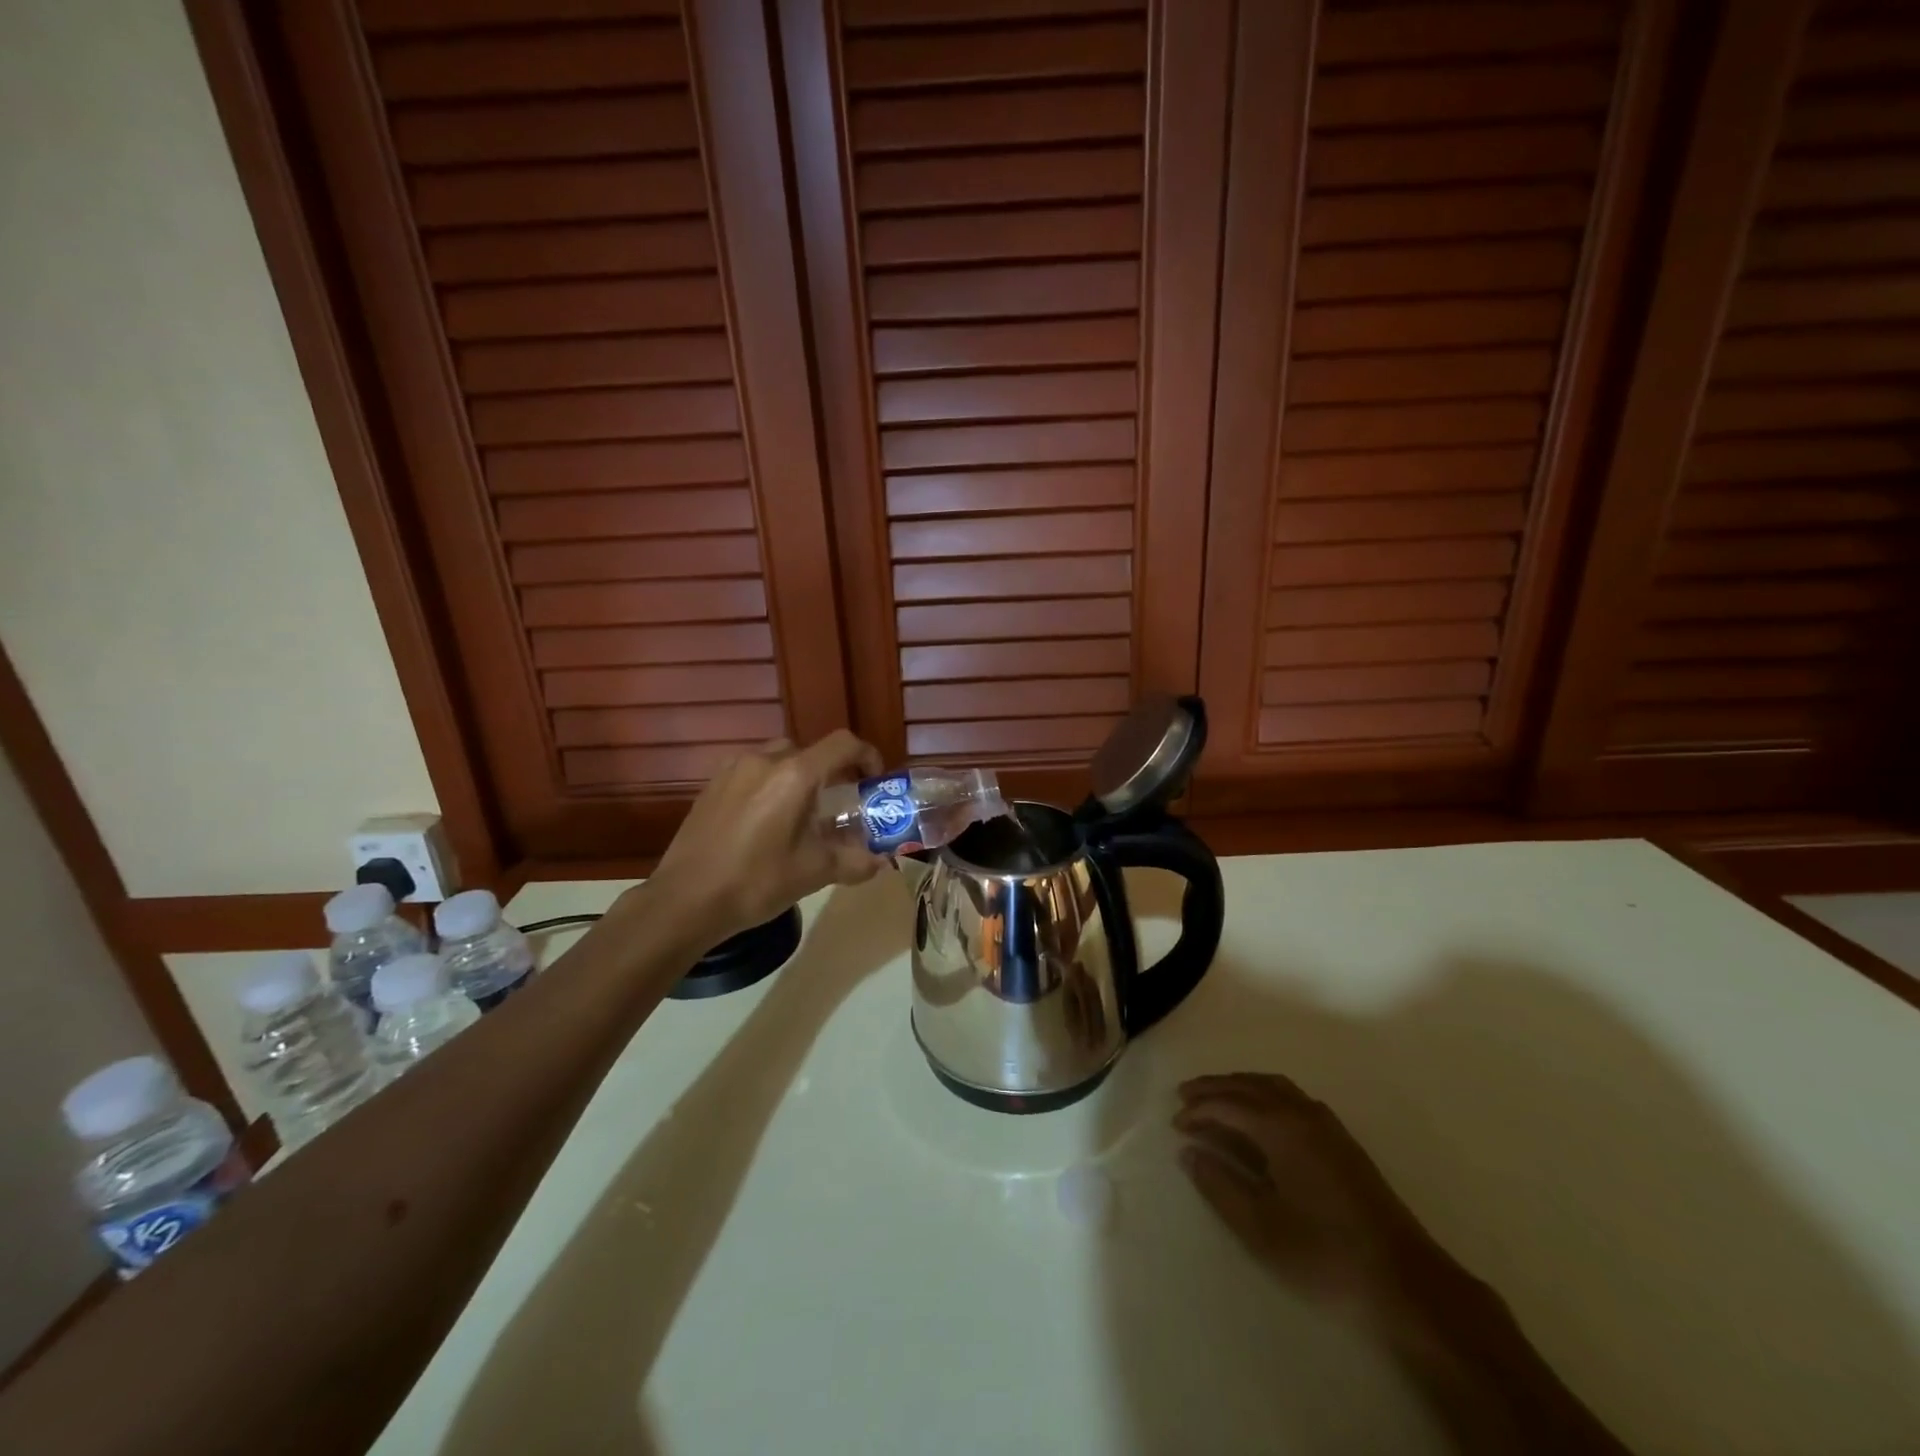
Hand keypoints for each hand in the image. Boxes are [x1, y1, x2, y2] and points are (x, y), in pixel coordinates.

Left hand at [649, 731, 886, 945]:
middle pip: (810, 752)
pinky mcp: (711, 785)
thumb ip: (854, 861)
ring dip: (798, 780)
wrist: (685, 900)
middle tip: (837, 807)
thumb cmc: (756, 882)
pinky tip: (764, 824)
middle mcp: (764, 760)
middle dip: (830, 774)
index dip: (867, 756)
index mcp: (795, 775)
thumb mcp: (814, 873)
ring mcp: (733, 770)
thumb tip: (880, 862)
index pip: (843, 745)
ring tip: (799, 816)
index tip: (872, 782)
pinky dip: (769, 787)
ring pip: (779, 760)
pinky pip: (752, 773)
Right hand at [1175, 1073, 1456, 1327]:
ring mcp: (1325, 1123)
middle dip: (1214, 1088)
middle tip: (1184, 1096)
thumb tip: (1190, 1152)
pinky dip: (1263, 1092)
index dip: (1198, 1111)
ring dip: (1239, 1086)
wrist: (1405, 1280)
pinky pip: (1290, 1096)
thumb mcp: (1261, 1228)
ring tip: (1215, 1097)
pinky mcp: (1340, 1139)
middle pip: (1248, 1086)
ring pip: (1272, 1086)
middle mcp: (1301, 1113)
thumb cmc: (1325, 1255)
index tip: (1175, 1123)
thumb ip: (1220, 1186)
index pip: (1227, 1106)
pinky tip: (1258, 1113)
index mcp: (1280, 1128)